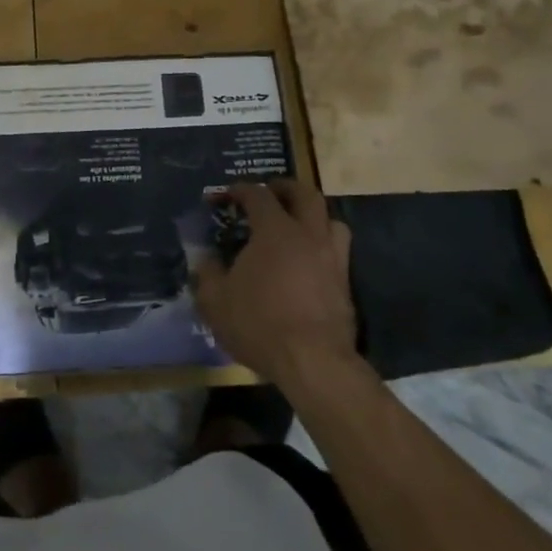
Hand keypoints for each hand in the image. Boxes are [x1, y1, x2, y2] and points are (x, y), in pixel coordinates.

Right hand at [193, 180, 360, 389]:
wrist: (313, 362)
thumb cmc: (259, 323)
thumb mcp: (215, 300)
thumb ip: (207, 272)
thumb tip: (205, 257)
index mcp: (275, 230)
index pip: (258, 194)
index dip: (239, 189)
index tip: (225, 195)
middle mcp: (308, 235)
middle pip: (305, 194)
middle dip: (285, 188)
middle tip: (269, 192)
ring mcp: (332, 259)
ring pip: (331, 220)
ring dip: (312, 215)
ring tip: (296, 225)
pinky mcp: (345, 284)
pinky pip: (337, 251)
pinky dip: (321, 246)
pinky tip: (307, 262)